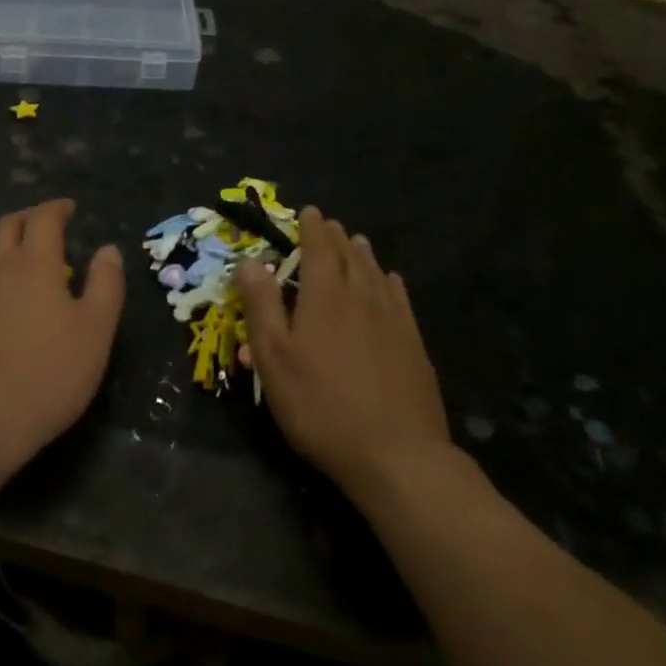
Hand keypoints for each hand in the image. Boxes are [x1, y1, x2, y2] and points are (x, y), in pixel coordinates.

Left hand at [0, 199, 123, 472]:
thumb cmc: (49, 373)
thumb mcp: (96, 330)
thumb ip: (106, 284)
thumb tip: (108, 249)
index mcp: (35, 262)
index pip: (43, 218)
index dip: (57, 208)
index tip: (69, 208)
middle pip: (8, 224)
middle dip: (28, 216)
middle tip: (45, 222)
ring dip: (1, 235)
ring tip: (14, 242)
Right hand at [237, 208, 452, 505]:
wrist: (397, 455)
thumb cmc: (321, 405)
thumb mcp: (274, 358)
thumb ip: (261, 306)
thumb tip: (251, 262)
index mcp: (325, 296)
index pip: (318, 248)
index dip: (311, 227)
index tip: (308, 211)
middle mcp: (361, 296)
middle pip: (349, 256)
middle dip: (335, 237)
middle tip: (328, 224)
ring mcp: (392, 320)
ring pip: (376, 273)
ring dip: (362, 254)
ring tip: (357, 243)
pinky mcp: (414, 345)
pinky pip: (399, 298)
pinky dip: (390, 282)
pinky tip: (391, 282)